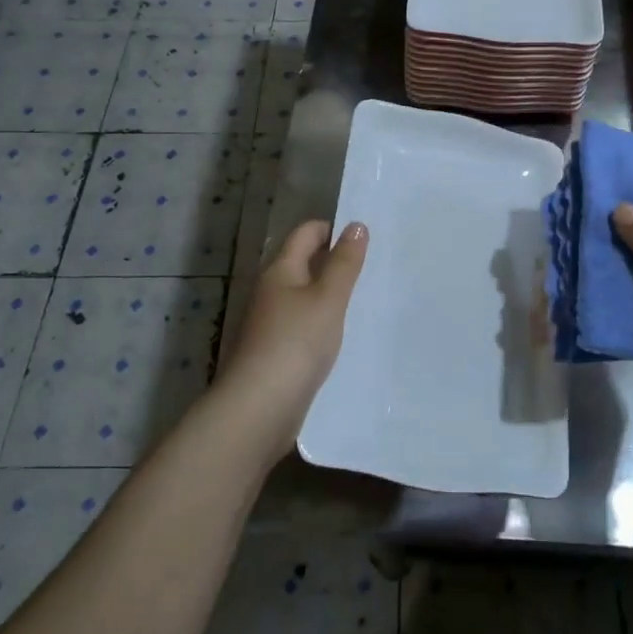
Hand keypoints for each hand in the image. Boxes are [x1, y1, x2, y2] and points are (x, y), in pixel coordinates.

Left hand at [214, 219, 367, 466]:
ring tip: (366, 298)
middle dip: (335, 261)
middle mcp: (271, 290)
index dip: (333, 229)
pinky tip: (344, 334)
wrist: (259, 409)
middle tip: (373, 266)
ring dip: (331, 293)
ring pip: (305, 295)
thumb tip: (356, 224)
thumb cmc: (296, 343)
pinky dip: (323, 322)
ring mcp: (271, 322)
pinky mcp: (276, 351)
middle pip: (304, 262)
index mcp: (281, 270)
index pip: (306, 233)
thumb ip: (344, 263)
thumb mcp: (328, 299)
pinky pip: (304, 324)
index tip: (365, 237)